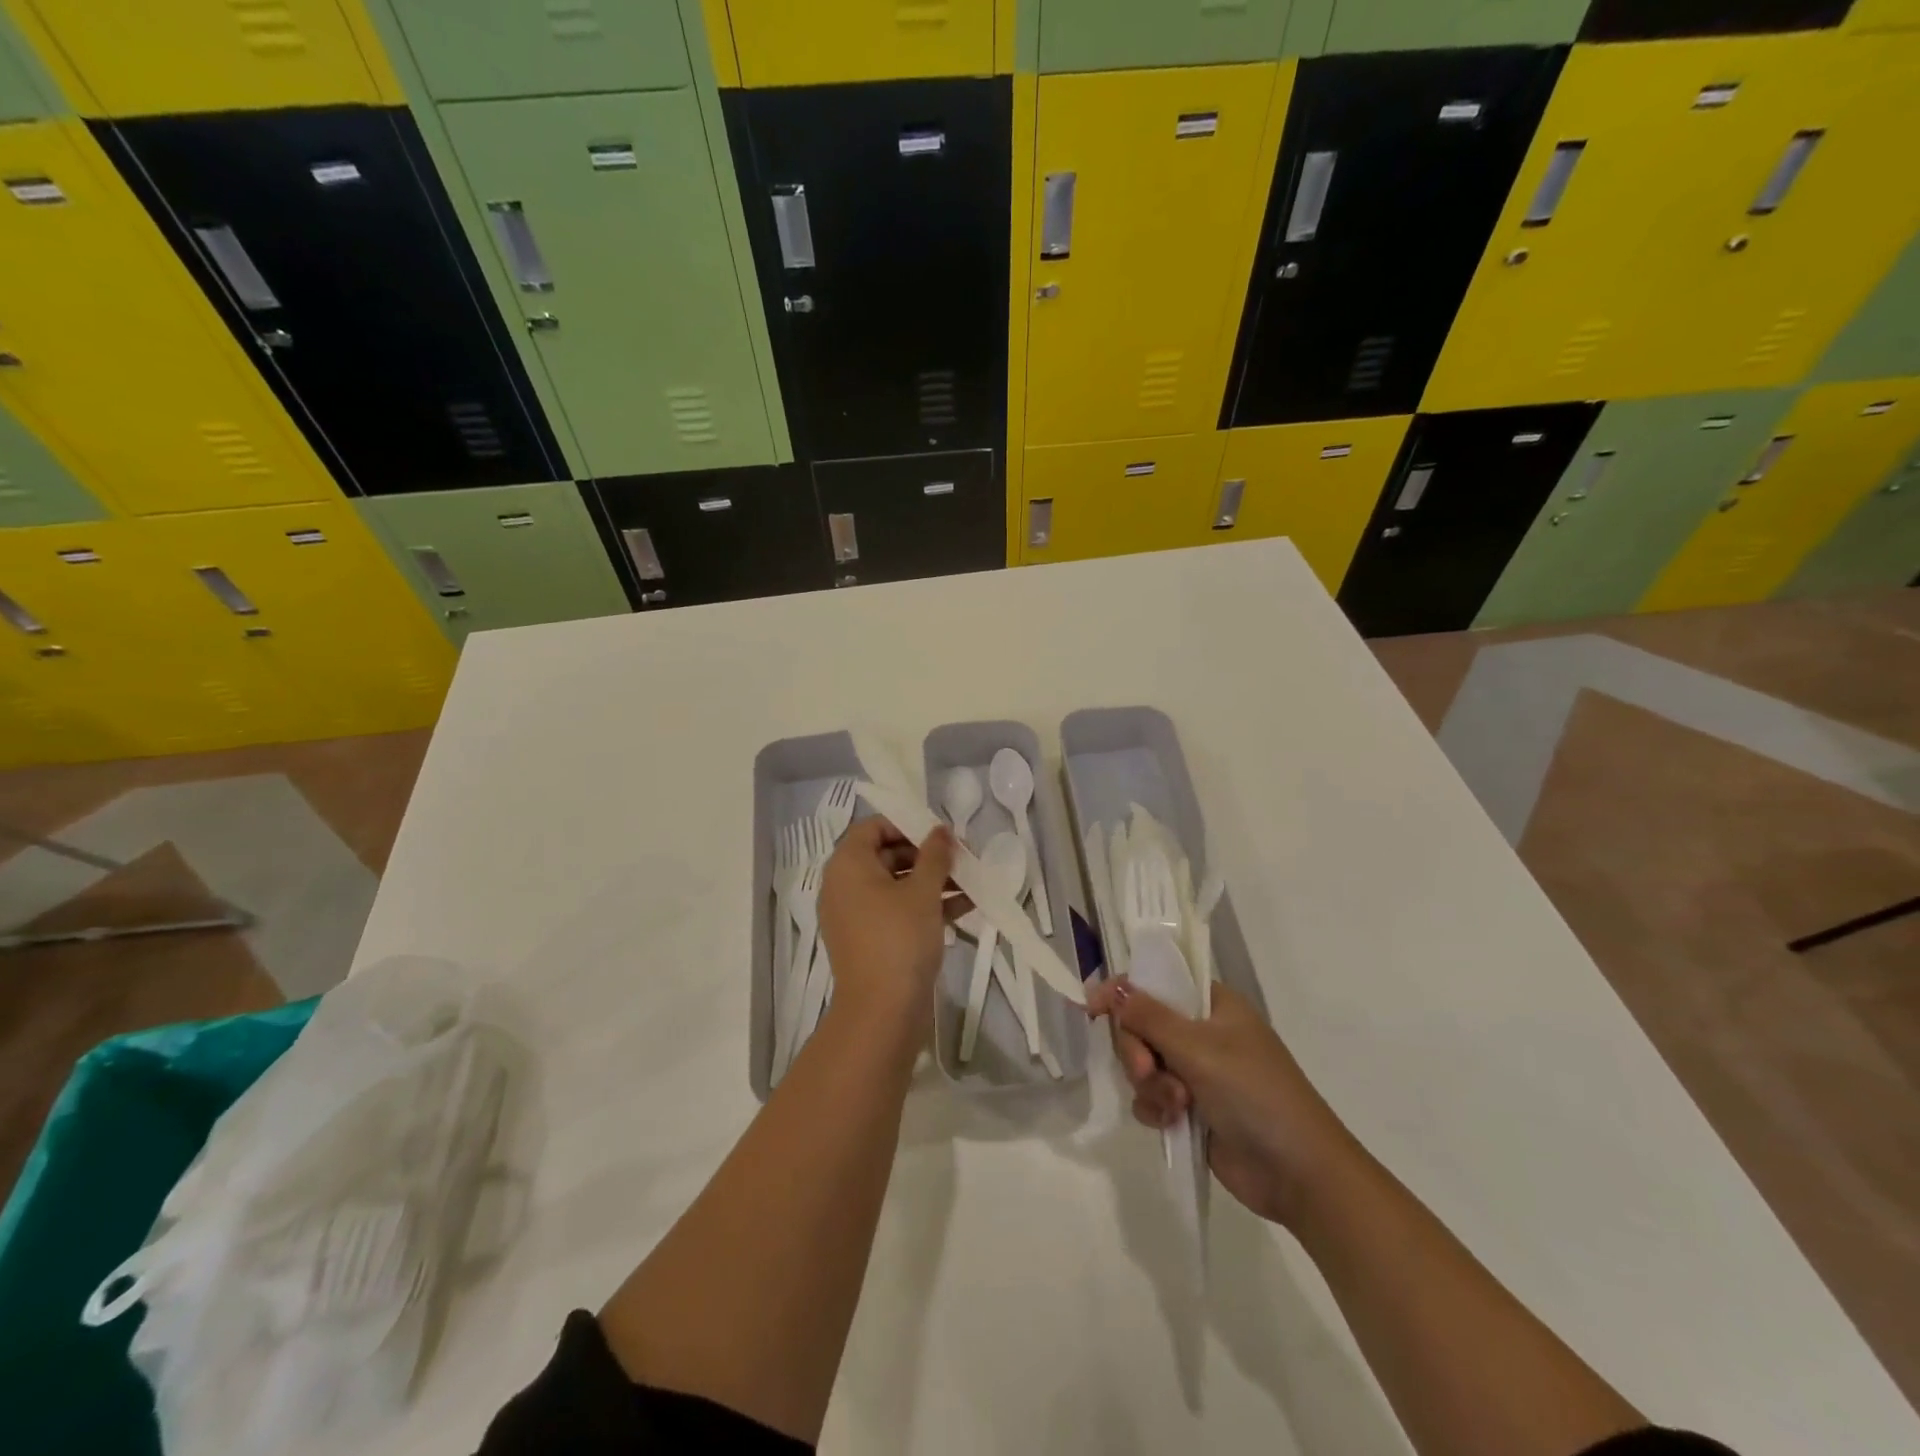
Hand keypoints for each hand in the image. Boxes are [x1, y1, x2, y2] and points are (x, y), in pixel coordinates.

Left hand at [819, 820, 968, 1029]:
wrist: (882, 1013)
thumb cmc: (900, 939)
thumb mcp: (923, 891)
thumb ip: (935, 855)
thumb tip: (941, 830)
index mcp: (848, 865)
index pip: (873, 827)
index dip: (907, 825)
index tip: (939, 835)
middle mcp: (844, 885)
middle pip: (886, 855)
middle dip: (926, 856)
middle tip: (961, 859)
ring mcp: (854, 915)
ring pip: (895, 885)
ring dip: (932, 882)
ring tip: (971, 884)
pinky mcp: (868, 940)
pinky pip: (896, 911)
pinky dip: (924, 906)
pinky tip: (964, 908)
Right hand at [1087, 979, 1358, 1228]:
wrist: (1298, 1173)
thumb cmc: (1255, 1093)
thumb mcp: (1199, 1048)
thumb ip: (1149, 1017)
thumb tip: (1112, 987)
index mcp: (1212, 1005)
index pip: (1157, 982)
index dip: (1124, 991)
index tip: (1093, 1008)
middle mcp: (1202, 1033)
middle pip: (1141, 1025)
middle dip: (1137, 1050)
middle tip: (1147, 1070)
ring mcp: (1196, 1072)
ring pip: (1143, 1063)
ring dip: (1149, 1084)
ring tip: (1175, 1105)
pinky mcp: (1191, 1109)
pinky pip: (1151, 1096)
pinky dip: (1155, 1108)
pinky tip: (1172, 1122)